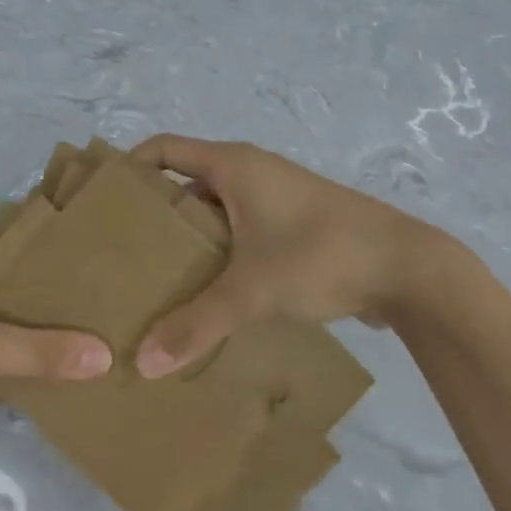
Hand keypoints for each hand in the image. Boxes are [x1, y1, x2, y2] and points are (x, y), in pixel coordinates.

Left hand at [0, 225, 111, 448]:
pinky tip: (57, 361)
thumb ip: (40, 350)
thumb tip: (107, 356)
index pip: (20, 241)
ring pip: (2, 310)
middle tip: (106, 307)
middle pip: (13, 277)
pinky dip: (15, 348)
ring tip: (93, 333)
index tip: (103, 273)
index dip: (59, 257)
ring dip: (35, 326)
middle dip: (51, 296)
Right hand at [130, 135, 477, 377]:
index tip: (102, 200)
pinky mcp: (293, 226)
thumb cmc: (320, 255)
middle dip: (154, 213)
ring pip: (215, 211)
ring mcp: (274, 198)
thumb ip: (197, 324)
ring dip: (189, 239)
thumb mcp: (252, 289)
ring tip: (156, 278)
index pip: (164, 147)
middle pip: (186, 181)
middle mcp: (250, 172)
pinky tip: (207, 293)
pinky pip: (240, 231)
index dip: (130, 166)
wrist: (408, 268)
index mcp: (233, 165)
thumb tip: (143, 362)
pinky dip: (219, 253)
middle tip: (119, 251)